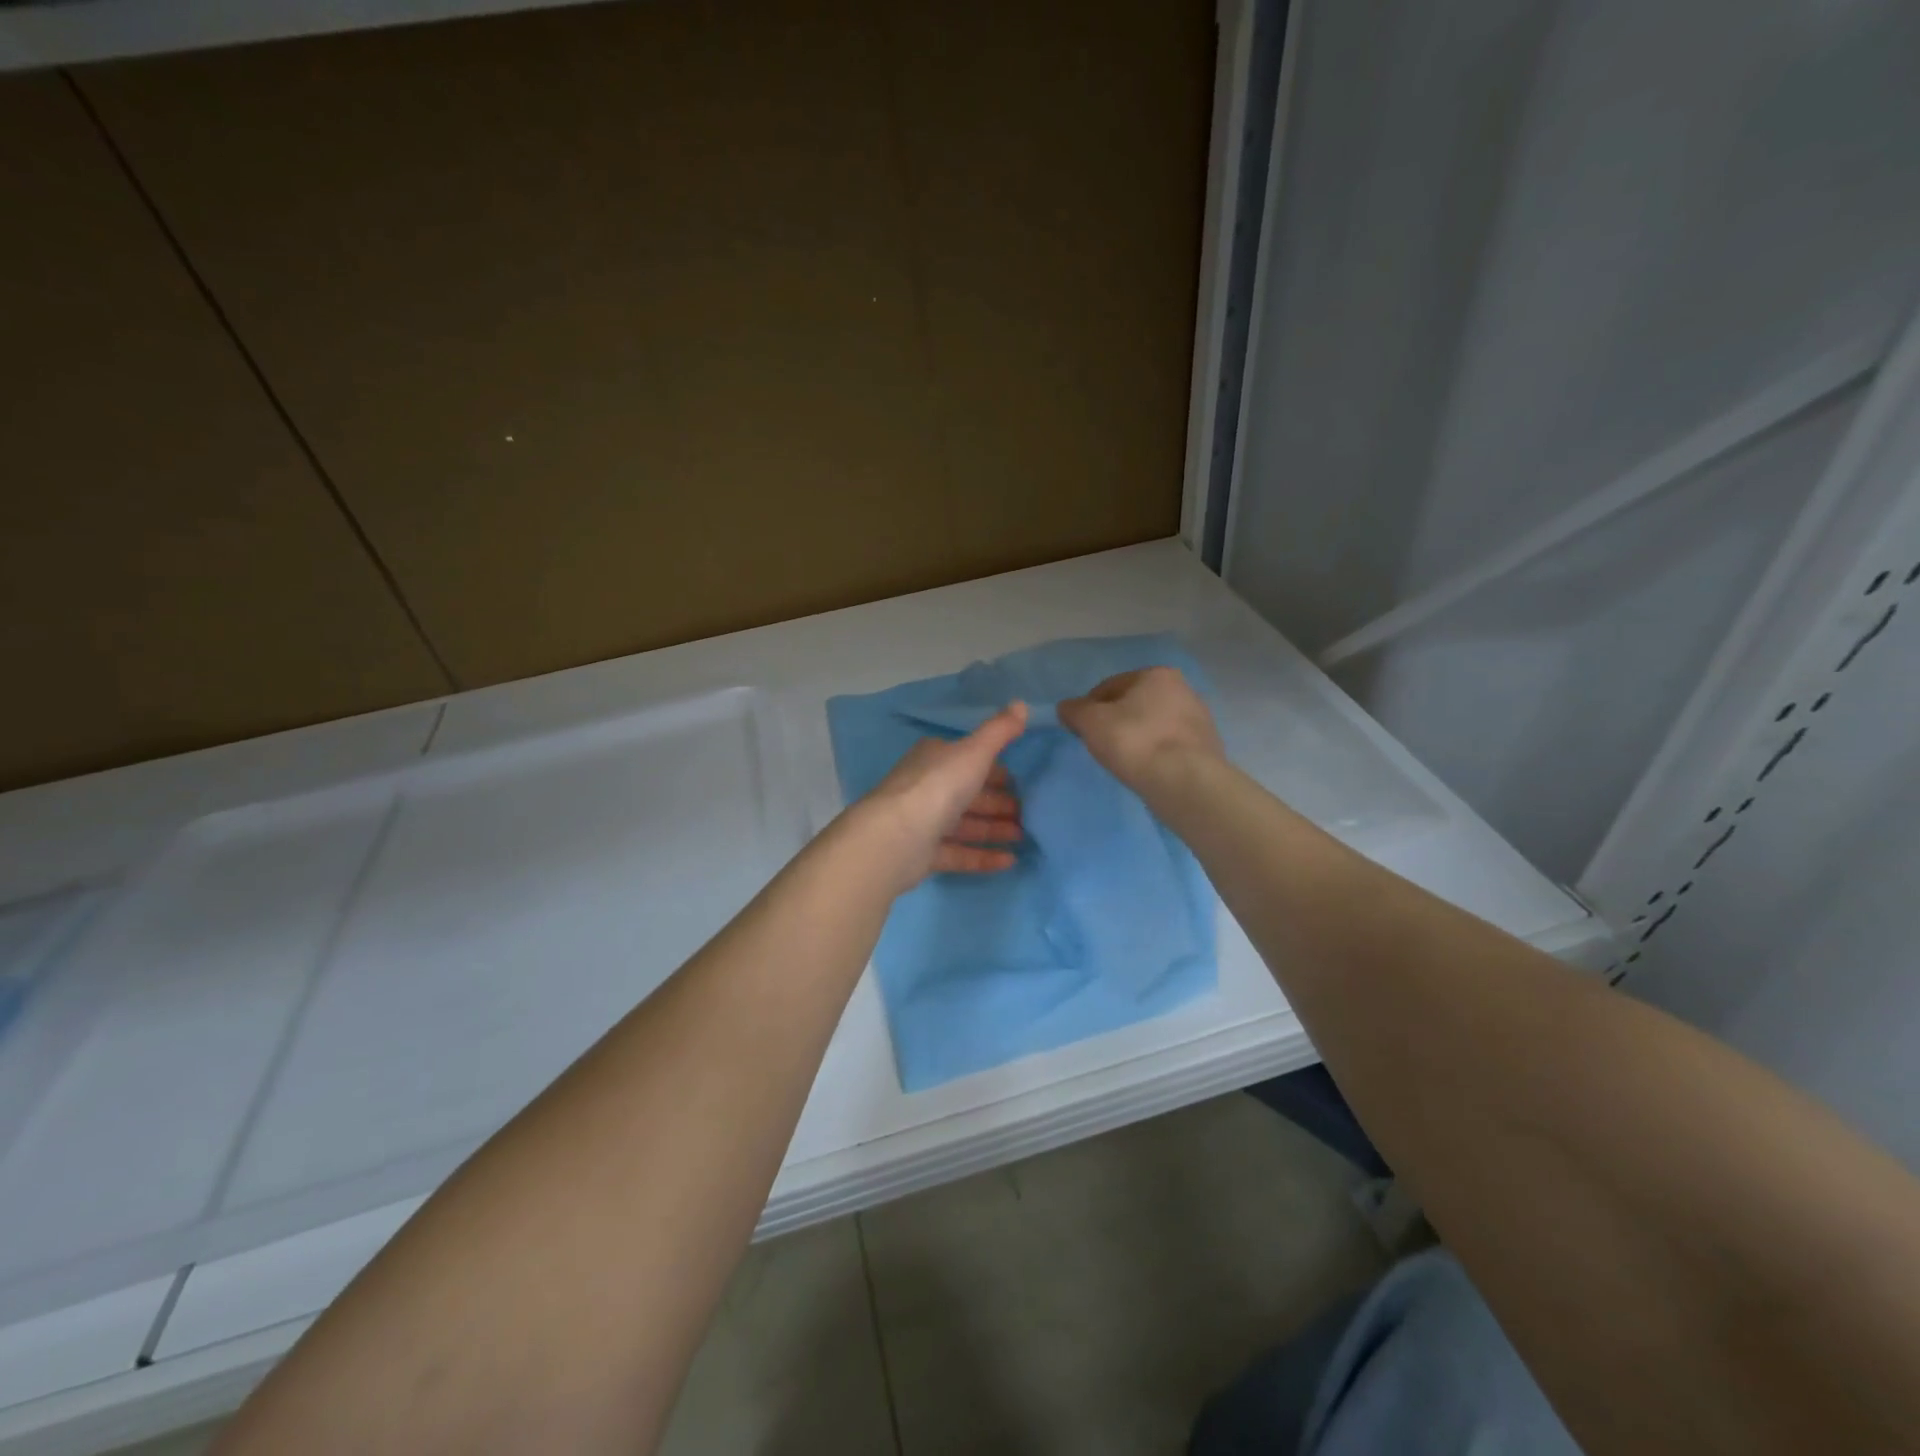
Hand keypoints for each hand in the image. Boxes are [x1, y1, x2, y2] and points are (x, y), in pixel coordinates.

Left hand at [853, 703, 1027, 890]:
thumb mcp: (974, 752)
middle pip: (968, 794)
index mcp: (934, 759)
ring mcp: (923, 822)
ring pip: (965, 825)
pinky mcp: (923, 854)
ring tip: (1025, 837)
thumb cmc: (938, 786)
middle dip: (998, 802)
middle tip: (1029, 813)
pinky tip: (1010, 861)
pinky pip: (959, 853)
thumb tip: (1021, 703)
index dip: (995, 770)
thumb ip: (999, 731)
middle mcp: (926, 787)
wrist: (896, 837)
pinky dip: (983, 856)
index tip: (1020, 782)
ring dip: (994, 829)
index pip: (969, 760)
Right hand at [1056, 667, 1222, 790]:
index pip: (1110, 686)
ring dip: (1137, 737)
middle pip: (1134, 704)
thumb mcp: (1091, 722)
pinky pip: (1170, 746)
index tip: (1079, 730)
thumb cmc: (1135, 742)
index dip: (1089, 707)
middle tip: (1100, 745)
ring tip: (1123, 761)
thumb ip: (1074, 710)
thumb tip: (1066, 707)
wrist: (1185, 782)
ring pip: (1154, 725)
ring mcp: (1199, 719)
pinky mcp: (1207, 747)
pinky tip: (1146, 769)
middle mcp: (1183, 689)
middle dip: (1115, 721)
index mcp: (1156, 675)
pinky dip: (1155, 753)